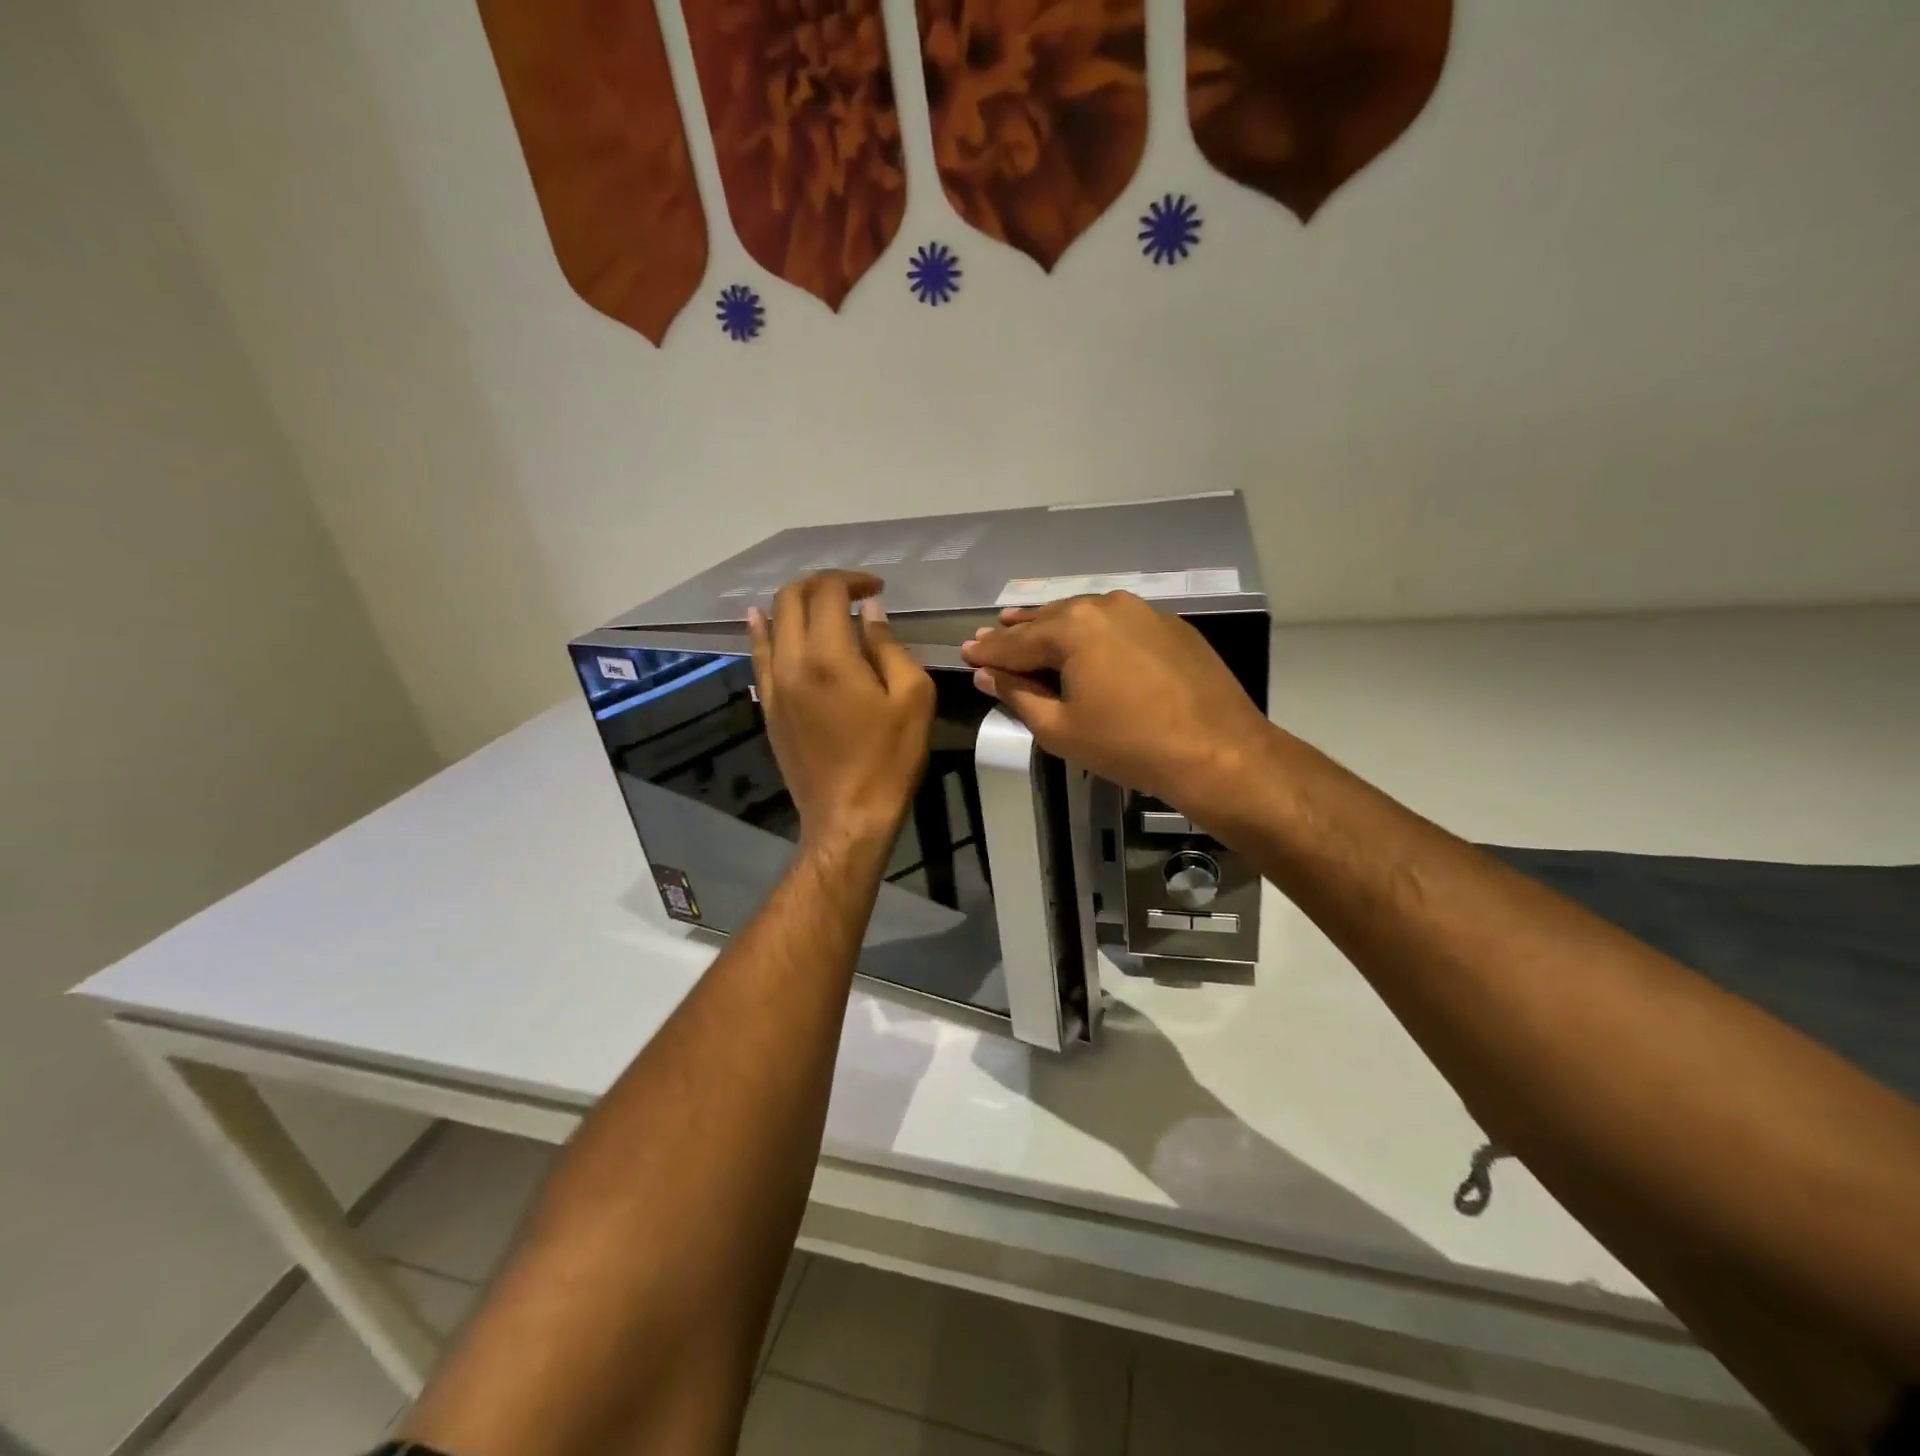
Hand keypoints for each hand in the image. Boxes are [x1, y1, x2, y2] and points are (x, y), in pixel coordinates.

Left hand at [749, 572, 934, 851]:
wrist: (848, 816)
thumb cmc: (889, 759)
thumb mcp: (912, 698)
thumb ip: (889, 647)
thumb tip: (870, 613)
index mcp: (829, 657)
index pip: (828, 592)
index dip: (852, 580)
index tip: (876, 589)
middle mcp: (791, 662)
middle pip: (791, 599)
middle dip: (820, 584)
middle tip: (851, 592)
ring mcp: (773, 686)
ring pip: (770, 624)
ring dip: (792, 603)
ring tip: (817, 602)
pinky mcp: (768, 707)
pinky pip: (758, 657)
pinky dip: (763, 632)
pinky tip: (762, 621)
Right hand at [959, 592, 1272, 823]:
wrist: (1218, 751)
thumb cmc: (1129, 745)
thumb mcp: (1061, 728)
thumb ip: (1018, 695)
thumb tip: (987, 675)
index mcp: (1073, 627)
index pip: (1016, 640)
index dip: (988, 650)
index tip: (966, 652)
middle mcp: (1106, 605)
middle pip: (1049, 619)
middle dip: (1018, 631)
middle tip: (992, 635)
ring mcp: (1144, 611)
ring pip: (1086, 616)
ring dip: (1056, 626)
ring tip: (1031, 629)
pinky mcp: (1171, 626)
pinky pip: (1118, 623)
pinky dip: (1094, 632)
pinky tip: (1088, 643)